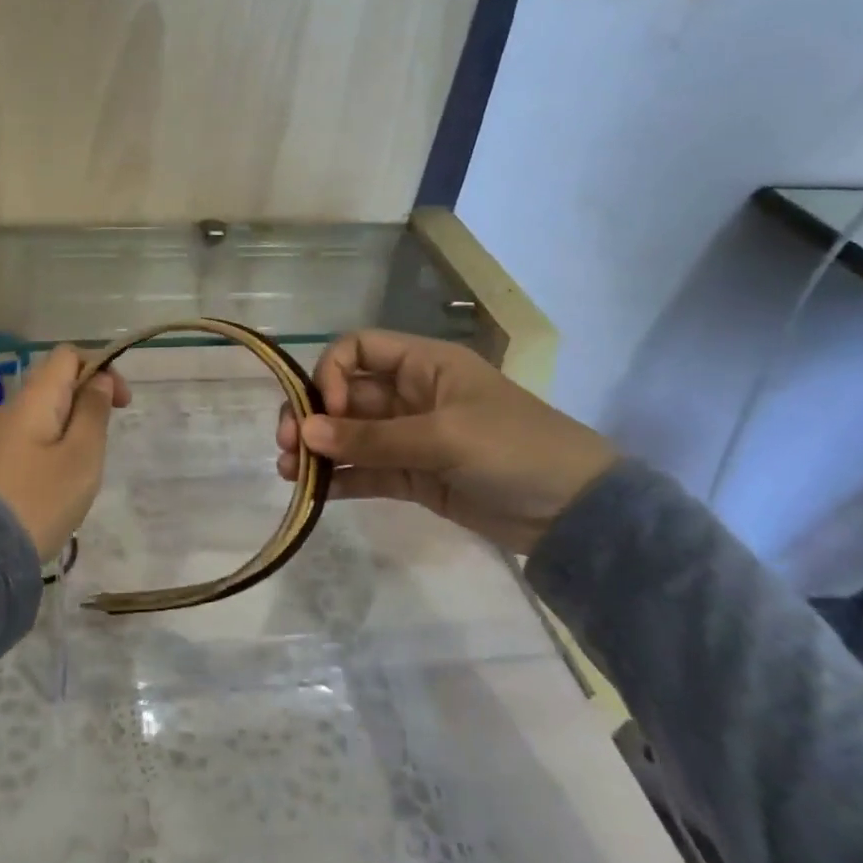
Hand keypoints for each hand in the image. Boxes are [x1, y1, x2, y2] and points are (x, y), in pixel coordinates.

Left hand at [0, 344, 129, 560]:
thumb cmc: (38, 501)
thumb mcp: (81, 457)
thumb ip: (93, 412)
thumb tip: (98, 379)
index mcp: (32, 400)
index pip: (67, 355)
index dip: (101, 368)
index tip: (120, 405)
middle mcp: (6, 410)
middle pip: (52, 386)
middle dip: (84, 405)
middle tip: (99, 449)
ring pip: (37, 418)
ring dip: (65, 433)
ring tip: (75, 478)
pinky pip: (20, 444)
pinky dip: (43, 453)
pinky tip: (47, 492)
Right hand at [276, 330, 615, 554]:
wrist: (577, 513)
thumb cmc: (514, 449)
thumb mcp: (444, 437)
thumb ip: (373, 438)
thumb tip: (304, 432)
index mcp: (423, 365)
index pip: (359, 349)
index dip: (332, 373)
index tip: (327, 410)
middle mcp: (411, 394)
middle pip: (346, 395)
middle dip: (312, 415)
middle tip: (286, 444)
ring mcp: (411, 437)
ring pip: (351, 435)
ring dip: (319, 449)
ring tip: (289, 472)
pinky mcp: (414, 476)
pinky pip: (367, 470)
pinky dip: (341, 478)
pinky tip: (314, 492)